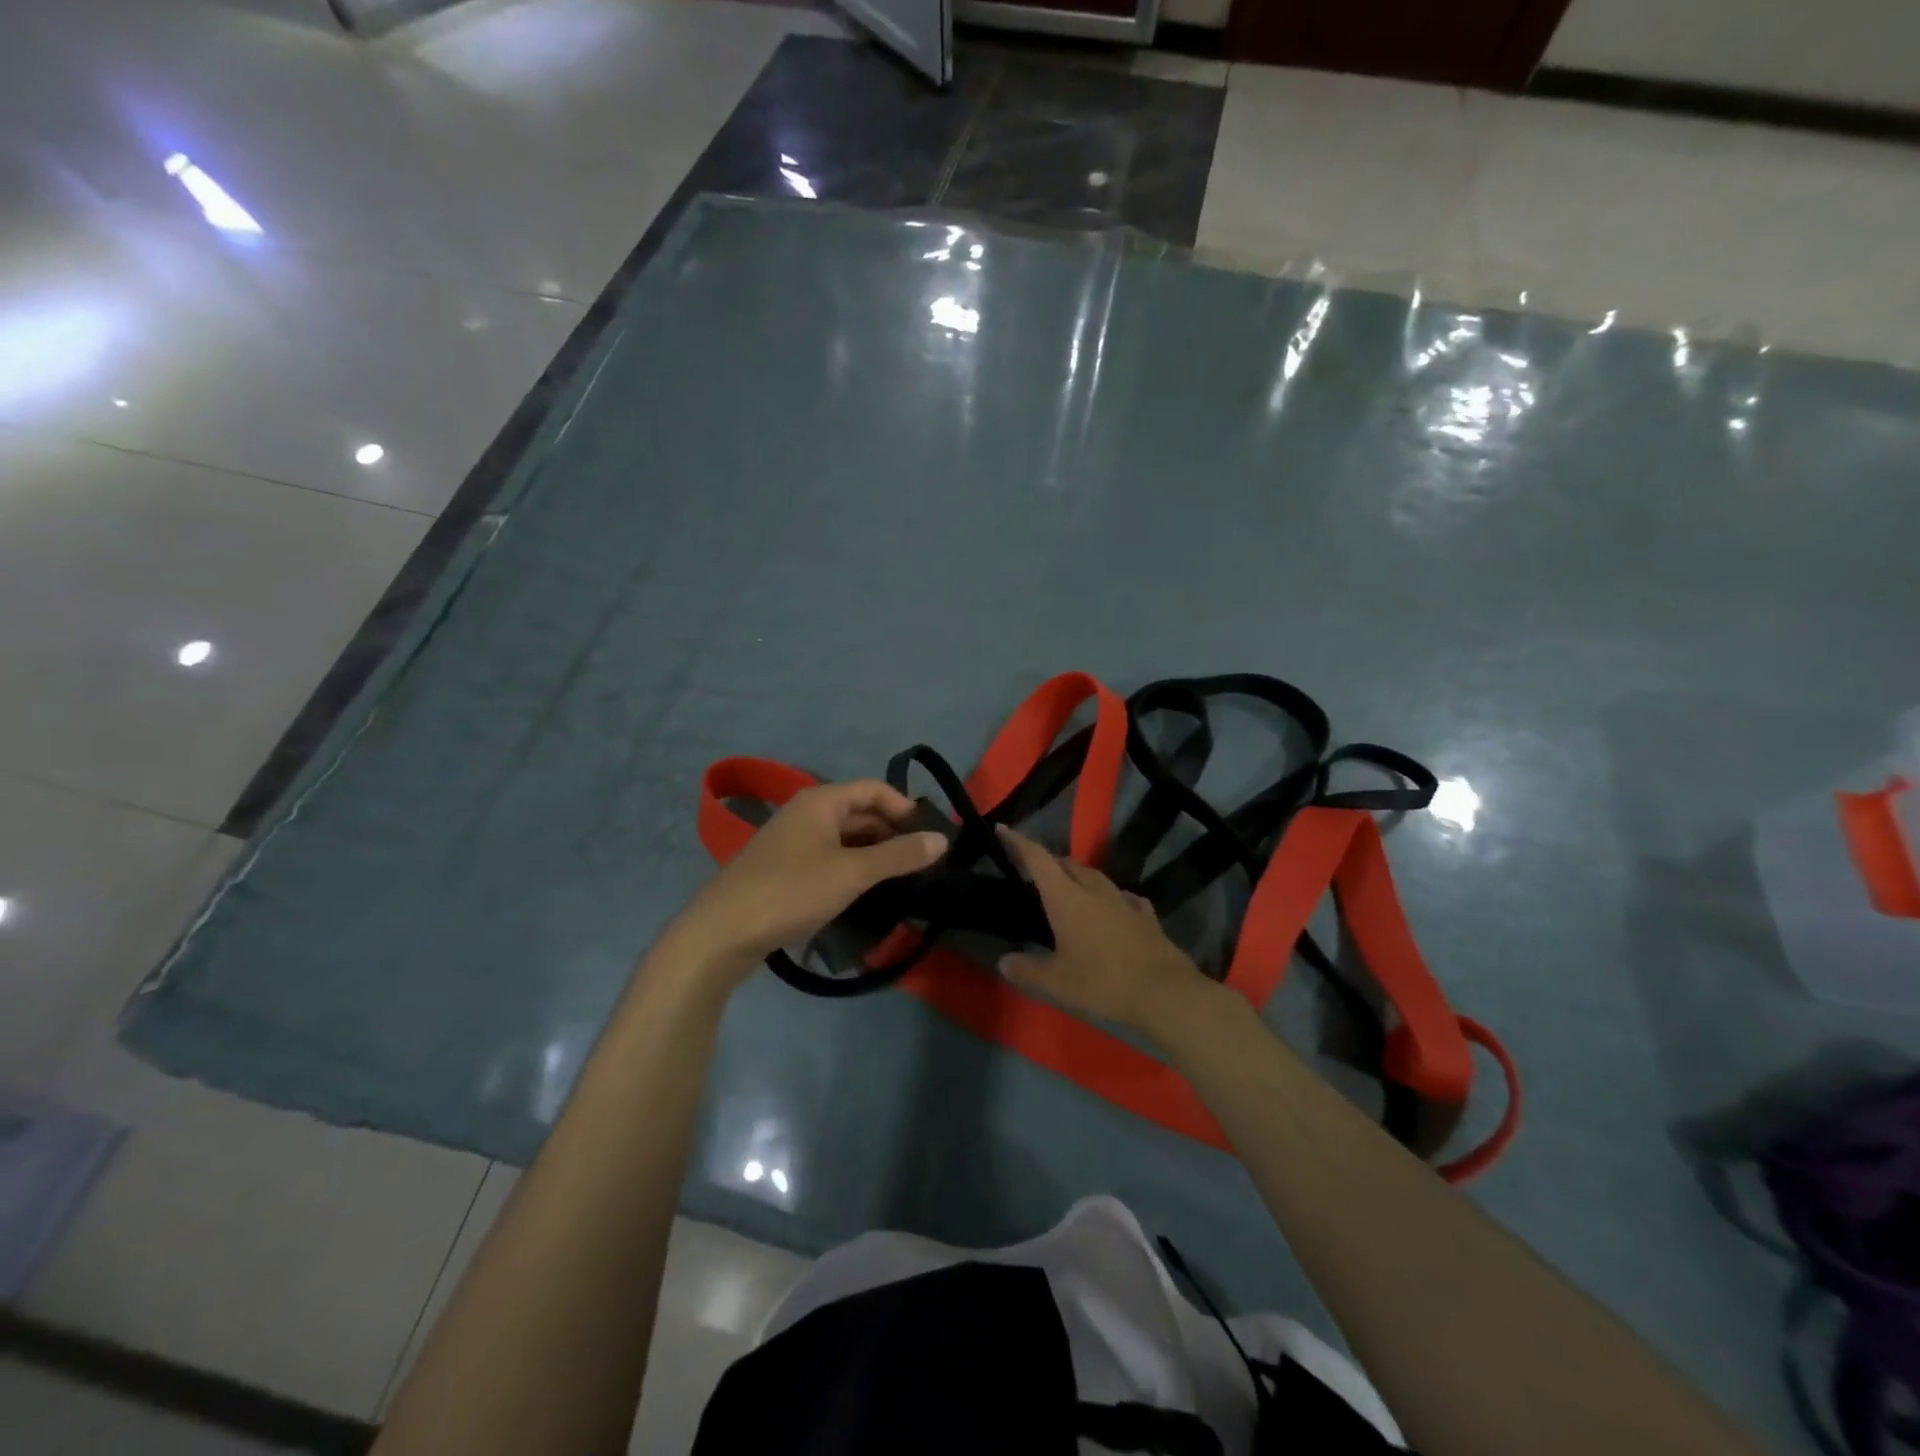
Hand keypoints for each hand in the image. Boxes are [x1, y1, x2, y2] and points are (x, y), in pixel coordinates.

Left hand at [668, 780, 946, 984]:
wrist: (722, 932)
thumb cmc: (791, 891)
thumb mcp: (851, 873)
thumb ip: (898, 856)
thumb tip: (941, 839)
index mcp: (821, 801)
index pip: (874, 789)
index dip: (905, 807)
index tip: (929, 836)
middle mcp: (806, 812)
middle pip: (859, 812)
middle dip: (891, 833)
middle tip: (921, 862)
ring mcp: (792, 841)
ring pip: (844, 838)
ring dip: (873, 854)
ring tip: (901, 880)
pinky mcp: (784, 869)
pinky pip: (828, 858)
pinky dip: (851, 868)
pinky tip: (864, 893)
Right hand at [995, 825, 1213, 1038]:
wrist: (1165, 993)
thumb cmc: (1103, 983)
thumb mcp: (1057, 984)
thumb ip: (1028, 970)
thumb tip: (1004, 961)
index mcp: (1067, 899)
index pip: (1038, 860)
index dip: (1019, 842)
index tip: (1004, 829)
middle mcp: (1094, 891)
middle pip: (1067, 865)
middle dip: (1049, 863)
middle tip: (1035, 872)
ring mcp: (1124, 901)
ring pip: (1095, 877)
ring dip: (1078, 877)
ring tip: (1069, 888)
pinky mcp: (1146, 917)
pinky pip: (1123, 897)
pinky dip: (1110, 897)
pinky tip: (1112, 907)